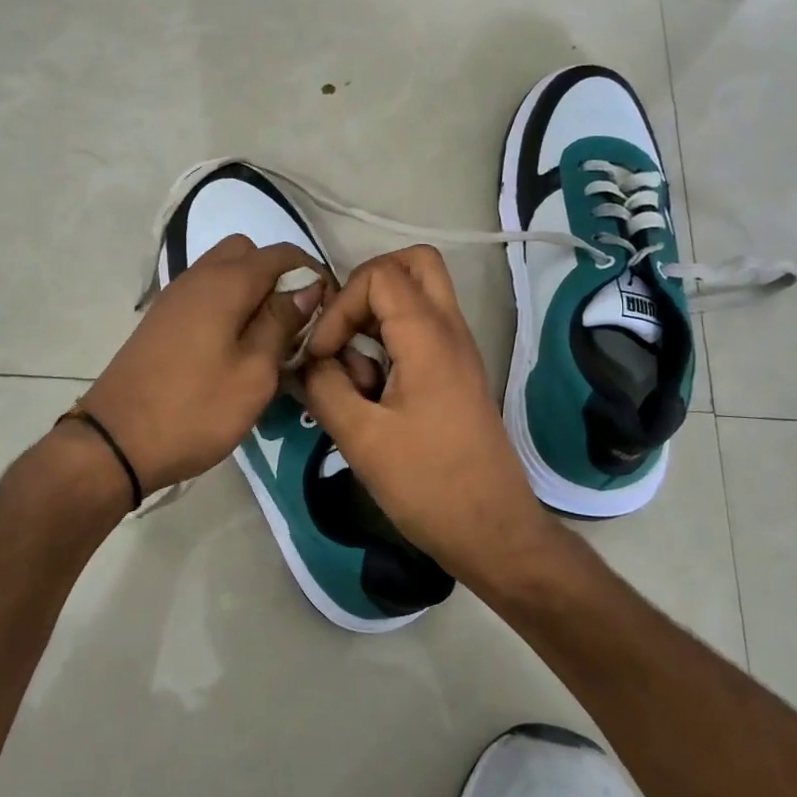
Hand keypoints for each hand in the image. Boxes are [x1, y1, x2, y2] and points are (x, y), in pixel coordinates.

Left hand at [79, 236, 327, 494]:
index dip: (312, 273)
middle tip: (293, 322)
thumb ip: (282, 323)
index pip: (281, 254)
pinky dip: (227, 307)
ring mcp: (175, 298)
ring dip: (251, 293)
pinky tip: (234, 349)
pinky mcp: (162, 321)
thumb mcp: (254, 372)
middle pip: (246, 253)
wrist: (116, 442)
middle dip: (276, 277)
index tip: (327, 310)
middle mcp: (198, 277)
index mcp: (225, 283)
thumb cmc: (195, 409)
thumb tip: (307, 287)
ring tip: (267, 340)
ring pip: (223, 273)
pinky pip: (204, 295)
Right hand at [298, 246, 549, 583]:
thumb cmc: (428, 485)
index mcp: (429, 338)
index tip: (325, 355)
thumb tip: (304, 362)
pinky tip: (369, 391)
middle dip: (365, 287)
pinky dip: (389, 342)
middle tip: (342, 331)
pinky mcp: (455, 375)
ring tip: (353, 370)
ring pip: (418, 296)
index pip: (379, 274)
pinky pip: (421, 331)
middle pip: (413, 264)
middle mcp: (450, 331)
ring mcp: (457, 352)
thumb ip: (324, 388)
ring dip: (376, 317)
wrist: (492, 531)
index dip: (340, 305)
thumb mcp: (361, 438)